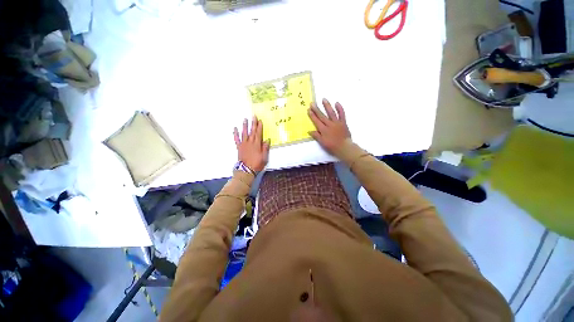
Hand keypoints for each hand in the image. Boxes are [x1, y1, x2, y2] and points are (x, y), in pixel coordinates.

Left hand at [234, 117, 269, 172]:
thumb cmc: (257, 163)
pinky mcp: (239, 147)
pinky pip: (237, 139)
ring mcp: (244, 144)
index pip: (259, 134)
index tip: (260, 121)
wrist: (246, 169)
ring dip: (245, 126)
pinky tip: (235, 129)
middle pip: (252, 131)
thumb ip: (265, 148)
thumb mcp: (264, 157)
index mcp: (257, 144)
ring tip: (245, 119)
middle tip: (253, 116)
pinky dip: (235, 134)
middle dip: (253, 124)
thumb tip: (267, 140)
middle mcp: (250, 142)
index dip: (259, 127)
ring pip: (244, 133)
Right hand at [308, 99, 351, 154]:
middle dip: (317, 109)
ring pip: (331, 113)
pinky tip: (337, 103)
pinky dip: (340, 108)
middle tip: (312, 103)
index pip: (316, 121)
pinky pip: (342, 114)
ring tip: (324, 99)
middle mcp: (329, 124)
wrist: (344, 147)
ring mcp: (337, 123)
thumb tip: (309, 131)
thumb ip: (316, 136)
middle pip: (322, 116)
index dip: (312, 115)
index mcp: (324, 130)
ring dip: (327, 106)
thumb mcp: (322, 142)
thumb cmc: (332, 146)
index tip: (309, 110)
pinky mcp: (343, 122)